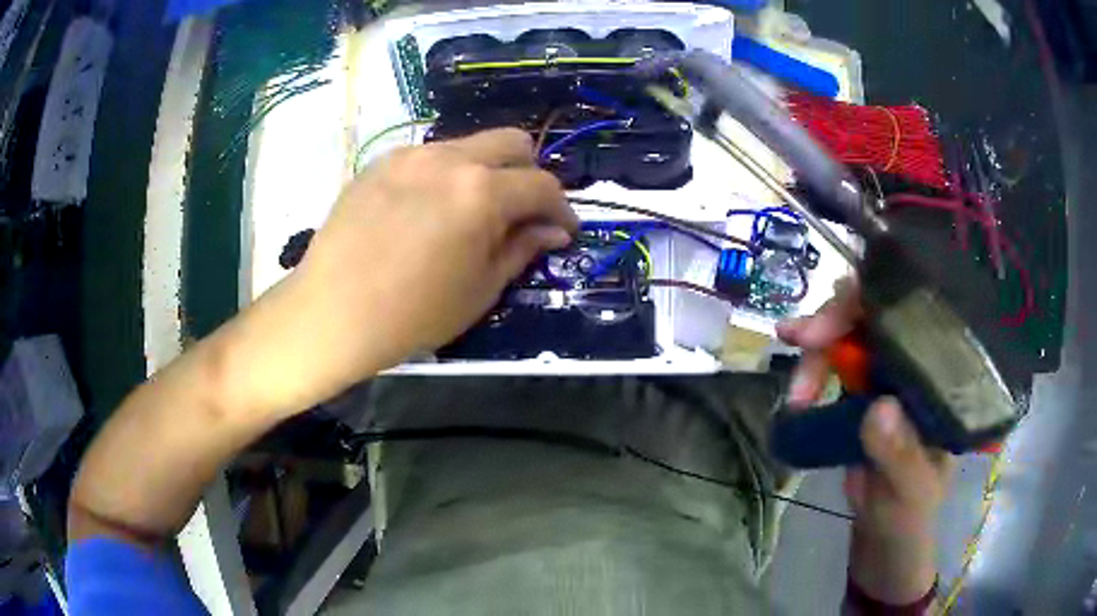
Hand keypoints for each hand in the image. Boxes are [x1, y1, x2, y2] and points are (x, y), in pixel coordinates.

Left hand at [229, 129, 576, 415]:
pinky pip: (428, 157)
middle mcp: (449, 158)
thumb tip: (553, 230)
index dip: (562, 208)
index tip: (563, 231)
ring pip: (468, 146)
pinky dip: (445, 175)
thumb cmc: (412, 314)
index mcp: (481, 192)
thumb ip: (522, 248)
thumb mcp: (480, 289)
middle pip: (511, 142)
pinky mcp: (380, 163)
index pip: (542, 185)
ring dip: (485, 172)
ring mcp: (410, 155)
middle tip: (521, 212)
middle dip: (529, 173)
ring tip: (470, 213)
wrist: (331, 312)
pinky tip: (427, 212)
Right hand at [777, 280, 952, 603]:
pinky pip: (832, 363)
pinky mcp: (860, 390)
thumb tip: (879, 407)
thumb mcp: (911, 487)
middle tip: (798, 338)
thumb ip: (900, 454)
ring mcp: (886, 373)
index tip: (839, 319)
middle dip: (833, 318)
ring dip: (814, 352)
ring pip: (847, 333)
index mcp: (939, 373)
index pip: (915, 314)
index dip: (876, 300)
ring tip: (794, 397)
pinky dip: (809, 369)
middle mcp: (914, 362)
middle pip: (874, 312)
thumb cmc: (911, 509)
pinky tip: (795, 394)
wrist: (885, 529)